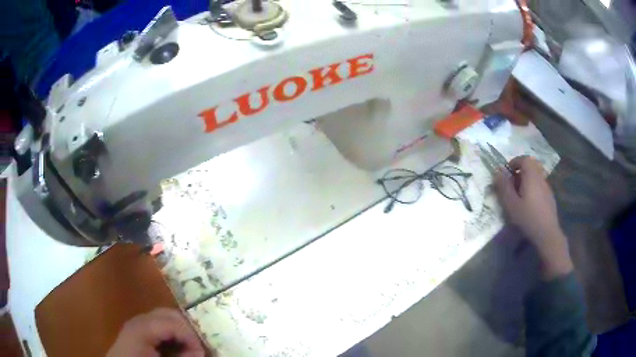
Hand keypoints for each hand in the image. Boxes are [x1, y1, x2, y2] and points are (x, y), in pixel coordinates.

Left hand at [107, 308, 204, 356]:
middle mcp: (139, 319)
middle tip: (196, 348)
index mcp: (142, 328)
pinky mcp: (137, 328)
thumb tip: (199, 352)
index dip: (191, 335)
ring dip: (179, 330)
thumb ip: (181, 356)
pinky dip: (170, 332)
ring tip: (186, 347)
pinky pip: (158, 324)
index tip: (201, 352)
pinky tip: (173, 346)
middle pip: (169, 314)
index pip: (173, 322)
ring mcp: (137, 322)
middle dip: (186, 329)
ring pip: (164, 317)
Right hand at [495, 156, 572, 279]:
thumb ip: (504, 187)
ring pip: (535, 177)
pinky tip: (529, 205)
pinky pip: (539, 186)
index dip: (514, 162)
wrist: (547, 234)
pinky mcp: (550, 197)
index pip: (524, 159)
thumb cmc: (528, 218)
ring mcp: (547, 188)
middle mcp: (540, 178)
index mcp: (531, 176)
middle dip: (519, 172)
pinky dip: (532, 189)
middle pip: (530, 167)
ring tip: (518, 197)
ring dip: (526, 181)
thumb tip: (497, 172)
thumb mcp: (511, 204)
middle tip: (511, 185)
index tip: (507, 172)